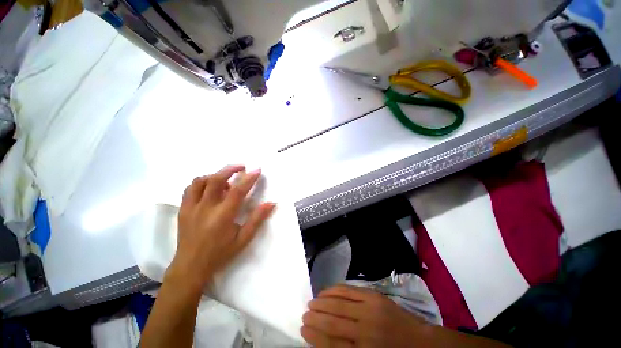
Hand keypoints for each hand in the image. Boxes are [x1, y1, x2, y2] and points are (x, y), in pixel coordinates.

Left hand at [168, 165, 275, 291]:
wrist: (191, 267)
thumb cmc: (220, 253)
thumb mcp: (243, 239)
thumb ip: (257, 219)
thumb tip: (271, 203)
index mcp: (223, 216)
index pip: (238, 190)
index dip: (249, 178)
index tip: (257, 170)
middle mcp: (206, 208)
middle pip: (216, 180)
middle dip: (230, 169)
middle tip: (242, 167)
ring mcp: (191, 207)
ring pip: (201, 181)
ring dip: (216, 174)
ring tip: (226, 177)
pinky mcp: (183, 209)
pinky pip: (191, 188)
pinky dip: (202, 182)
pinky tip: (210, 187)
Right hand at [301, 285, 427, 347]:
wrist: (420, 342)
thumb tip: (323, 339)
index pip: (331, 344)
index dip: (314, 336)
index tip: (303, 329)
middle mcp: (365, 331)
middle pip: (333, 323)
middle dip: (315, 318)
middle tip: (304, 314)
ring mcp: (370, 310)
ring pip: (339, 304)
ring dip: (322, 303)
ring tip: (312, 302)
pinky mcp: (374, 296)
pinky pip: (349, 290)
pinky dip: (334, 290)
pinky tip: (326, 291)